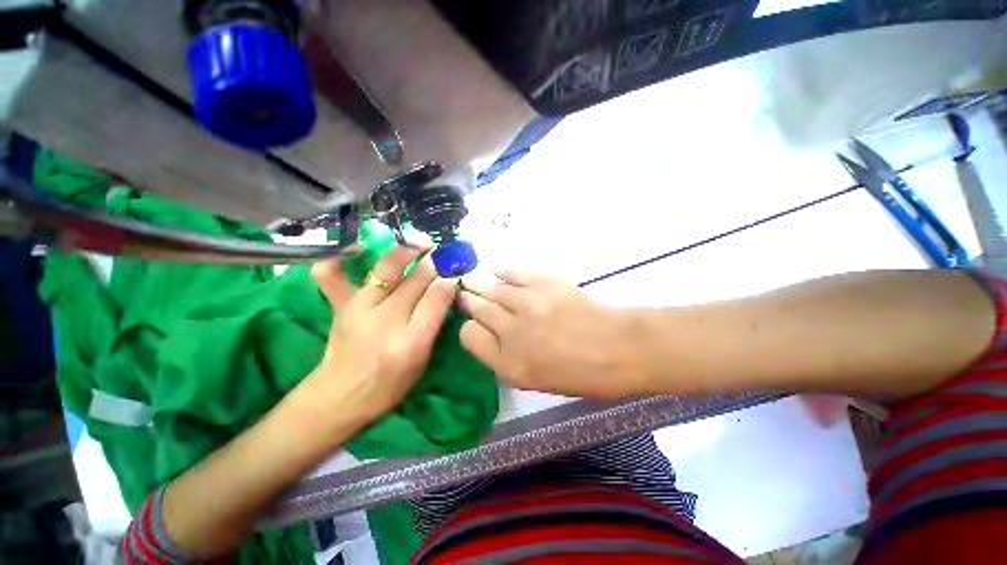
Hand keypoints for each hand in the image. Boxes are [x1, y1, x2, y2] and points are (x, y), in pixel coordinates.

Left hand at [309, 246, 456, 421]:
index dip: (449, 278)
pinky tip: (357, 246)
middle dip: (435, 261)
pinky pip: (331, 276)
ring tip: (420, 241)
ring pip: (387, 269)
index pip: (437, 297)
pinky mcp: (340, 306)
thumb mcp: (423, 358)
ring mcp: (359, 309)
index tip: (456, 268)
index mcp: (412, 341)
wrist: (342, 395)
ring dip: (407, 250)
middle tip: (444, 252)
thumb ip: (434, 322)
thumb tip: (445, 287)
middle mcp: (387, 321)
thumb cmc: (390, 383)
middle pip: (417, 279)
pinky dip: (340, 258)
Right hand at [459, 270, 643, 398]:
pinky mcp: (544, 283)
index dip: (469, 328)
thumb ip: (507, 358)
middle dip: (467, 299)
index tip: (474, 323)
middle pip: (477, 308)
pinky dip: (500, 269)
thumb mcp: (537, 381)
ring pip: (490, 287)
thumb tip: (491, 332)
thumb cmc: (581, 374)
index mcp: (509, 365)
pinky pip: (513, 272)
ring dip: (477, 281)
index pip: (469, 336)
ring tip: (470, 277)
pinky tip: (493, 268)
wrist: (619, 348)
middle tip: (464, 292)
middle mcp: (512, 333)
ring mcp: (528, 305)